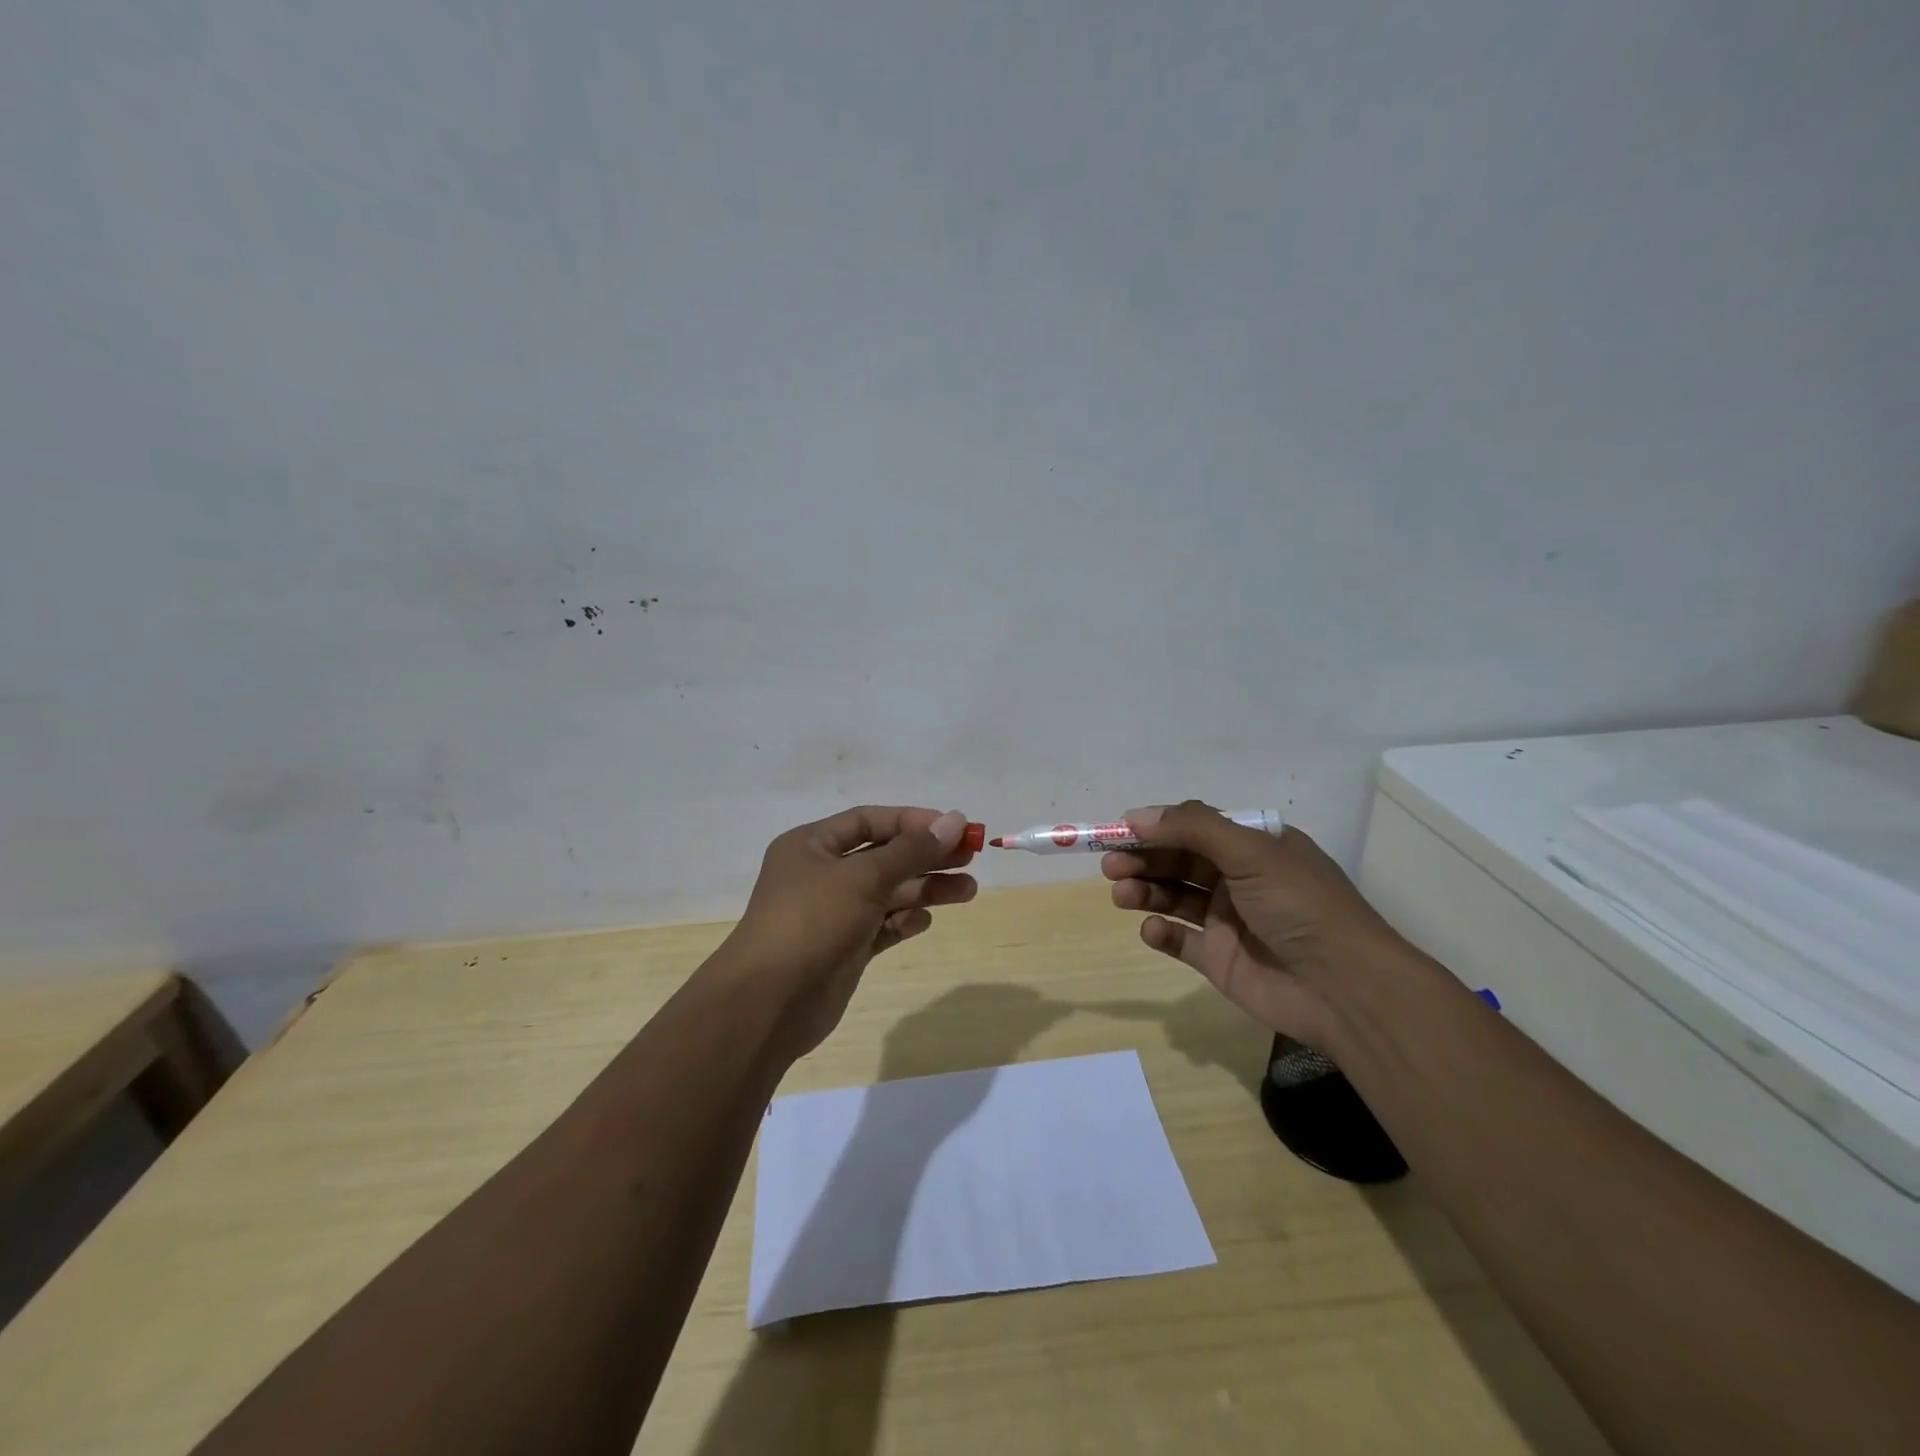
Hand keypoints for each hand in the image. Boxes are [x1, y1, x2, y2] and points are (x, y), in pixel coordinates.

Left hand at [720, 806, 977, 1058]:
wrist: (770, 1004)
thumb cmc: (812, 922)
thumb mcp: (863, 877)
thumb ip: (912, 851)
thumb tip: (955, 821)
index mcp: (812, 845)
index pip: (870, 820)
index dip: (913, 822)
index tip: (954, 828)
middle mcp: (822, 874)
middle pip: (884, 856)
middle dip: (927, 856)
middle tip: (971, 857)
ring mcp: (834, 913)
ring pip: (888, 893)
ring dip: (926, 890)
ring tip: (968, 890)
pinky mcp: (845, 948)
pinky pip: (882, 926)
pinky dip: (904, 921)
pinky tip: (925, 921)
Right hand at [1101, 801, 1420, 1046]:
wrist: (1344, 988)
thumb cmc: (1300, 905)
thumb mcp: (1251, 852)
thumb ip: (1192, 828)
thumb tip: (1137, 815)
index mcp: (1254, 847)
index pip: (1195, 829)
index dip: (1158, 828)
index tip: (1120, 830)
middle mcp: (1240, 880)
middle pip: (1179, 862)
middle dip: (1144, 860)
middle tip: (1111, 865)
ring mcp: (1228, 921)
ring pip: (1174, 898)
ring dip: (1145, 892)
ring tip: (1121, 894)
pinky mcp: (1219, 959)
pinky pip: (1180, 940)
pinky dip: (1161, 932)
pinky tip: (1152, 930)